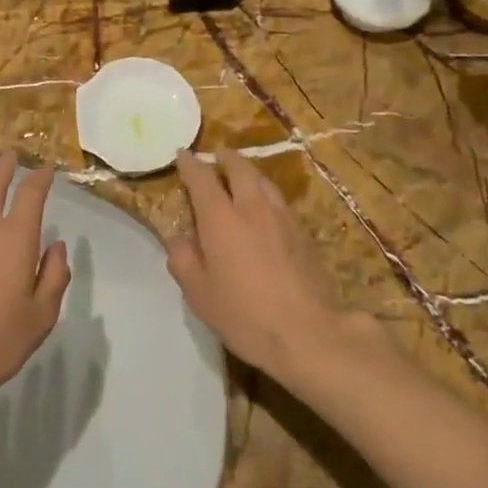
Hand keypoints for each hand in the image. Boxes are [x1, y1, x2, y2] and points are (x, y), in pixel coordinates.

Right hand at [166, 151, 341, 379]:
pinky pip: (279, 201)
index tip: (182, 156)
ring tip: (241, 178)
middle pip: (240, 168)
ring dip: (248, 173)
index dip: (189, 164)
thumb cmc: (244, 314)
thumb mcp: (199, 294)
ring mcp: (282, 217)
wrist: (307, 332)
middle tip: (216, 158)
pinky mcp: (303, 232)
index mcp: (221, 218)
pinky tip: (264, 209)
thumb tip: (180, 239)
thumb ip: (183, 260)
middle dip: (225, 158)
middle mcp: (252, 207)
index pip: (201, 178)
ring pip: (263, 181)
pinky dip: (266, 195)